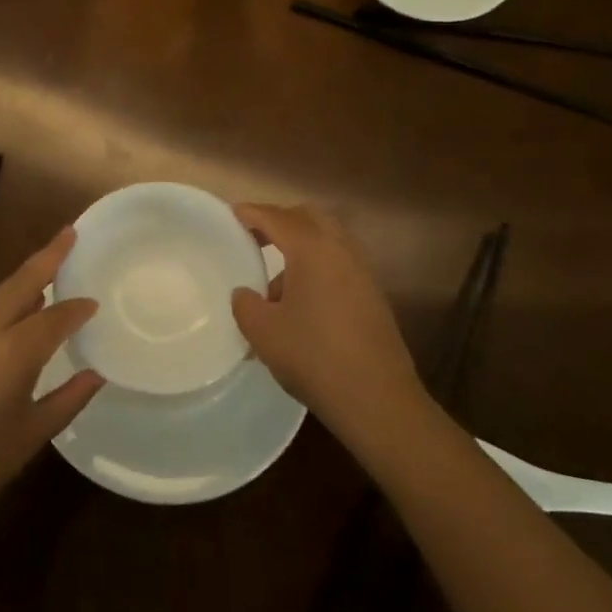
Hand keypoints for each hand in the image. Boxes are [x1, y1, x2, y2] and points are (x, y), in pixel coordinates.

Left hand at [0, 228, 102, 530]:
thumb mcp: (29, 436)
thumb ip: (67, 400)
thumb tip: (96, 374)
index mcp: (10, 354)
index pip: (54, 317)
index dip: (77, 308)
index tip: (95, 302)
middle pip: (20, 283)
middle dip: (48, 256)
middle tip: (70, 232)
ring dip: (24, 278)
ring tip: (48, 268)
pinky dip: (4, 301)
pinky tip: (15, 310)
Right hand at [231, 203, 422, 450]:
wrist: (377, 399)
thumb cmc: (314, 357)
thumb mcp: (263, 332)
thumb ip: (246, 304)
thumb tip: (245, 294)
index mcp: (312, 250)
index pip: (278, 218)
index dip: (253, 213)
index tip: (233, 213)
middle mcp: (341, 251)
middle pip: (310, 217)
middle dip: (282, 220)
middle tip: (256, 235)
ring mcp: (362, 273)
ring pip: (328, 241)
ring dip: (301, 247)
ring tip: (275, 281)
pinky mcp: (373, 296)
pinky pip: (339, 264)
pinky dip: (317, 267)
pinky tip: (301, 303)